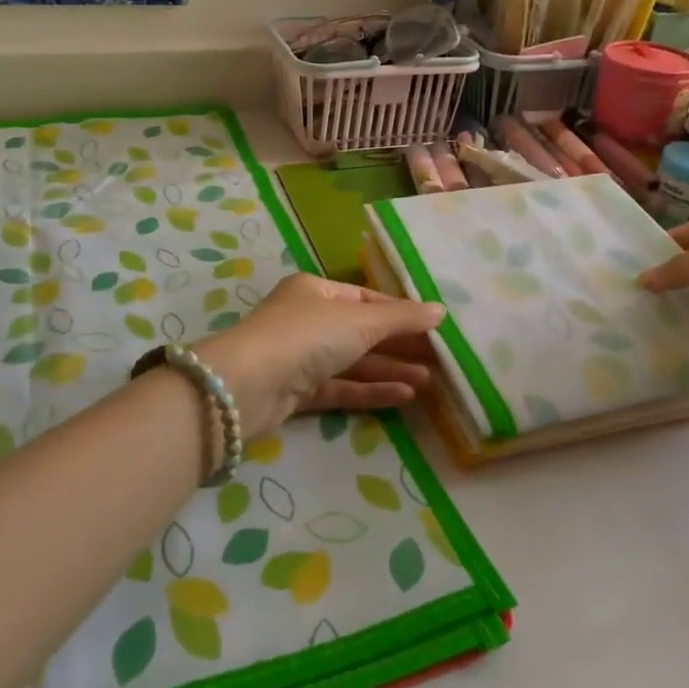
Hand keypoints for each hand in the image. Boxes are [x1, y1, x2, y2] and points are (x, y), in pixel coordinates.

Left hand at [196, 274, 445, 435]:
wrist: (248, 385)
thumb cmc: (306, 335)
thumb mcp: (360, 320)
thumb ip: (402, 318)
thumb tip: (440, 311)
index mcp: (315, 290)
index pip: (366, 299)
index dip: (400, 312)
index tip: (433, 328)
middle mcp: (307, 320)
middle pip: (361, 332)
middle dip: (398, 345)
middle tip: (438, 359)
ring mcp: (300, 357)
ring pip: (352, 362)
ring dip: (389, 370)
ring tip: (429, 381)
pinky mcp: (297, 392)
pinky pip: (341, 388)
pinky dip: (370, 391)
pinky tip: (404, 396)